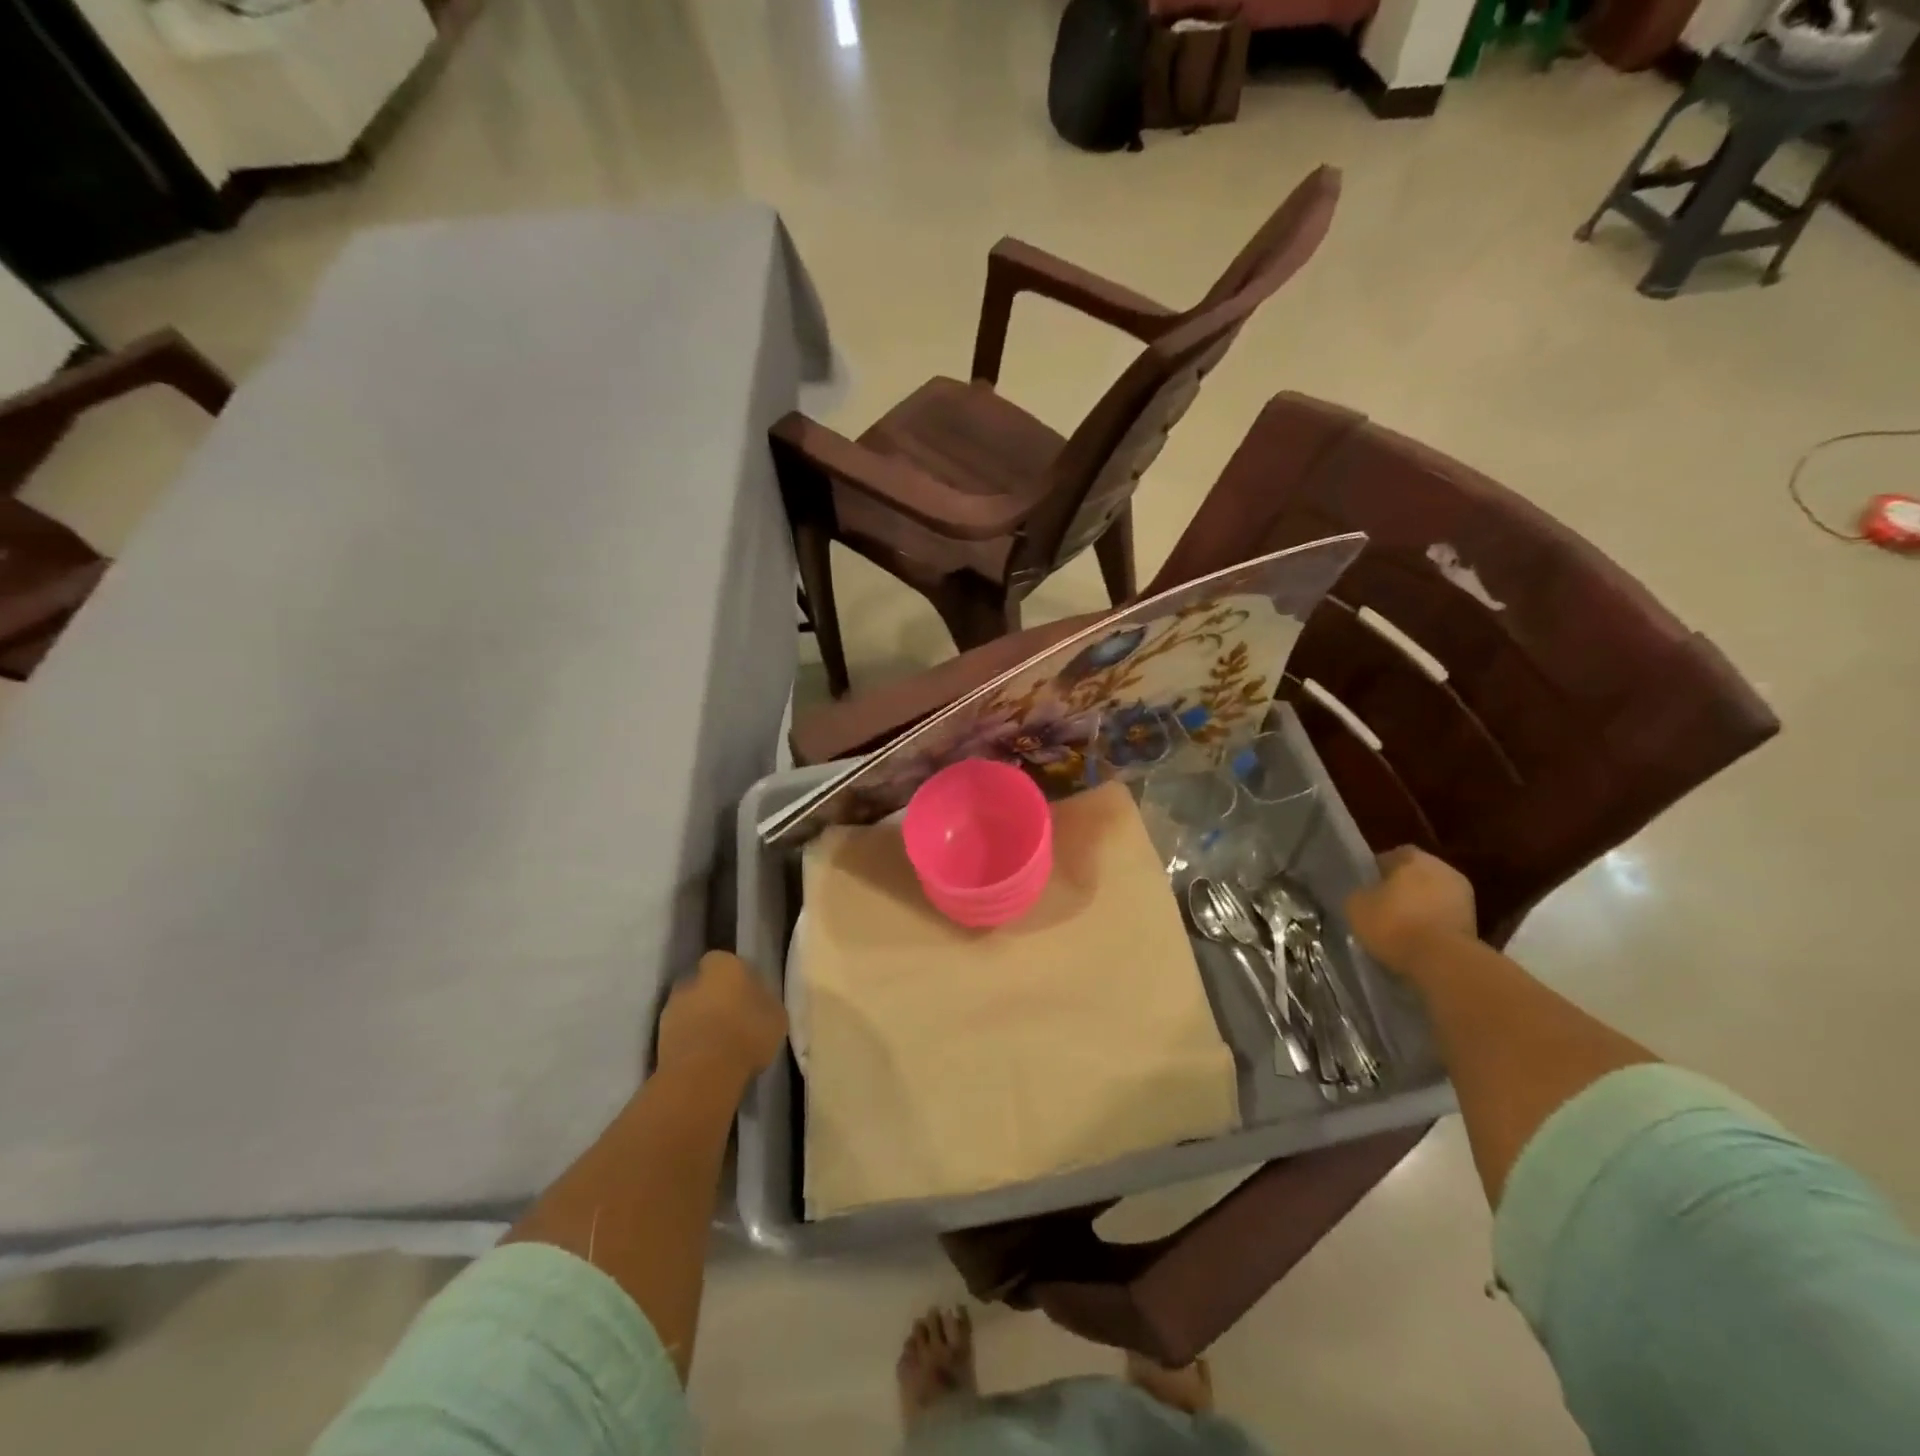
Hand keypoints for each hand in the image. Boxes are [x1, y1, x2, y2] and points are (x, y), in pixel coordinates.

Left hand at [656, 951, 787, 1084]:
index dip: (739, 979)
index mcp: (724, 964)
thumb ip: (765, 1002)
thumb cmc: (747, 1033)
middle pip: (705, 984)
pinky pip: (681, 1034)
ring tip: (720, 1044)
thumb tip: (759, 1001)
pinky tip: (706, 1059)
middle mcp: (693, 978)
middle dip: (716, 998)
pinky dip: (690, 1042)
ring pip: (690, 1009)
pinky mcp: (658, 1038)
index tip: (749, 997)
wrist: (703, 1073)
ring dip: (701, 1021)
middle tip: (734, 1020)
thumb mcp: (776, 1016)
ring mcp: (672, 1007)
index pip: (729, 962)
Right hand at [1346, 848, 1477, 976]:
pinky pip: (1444, 919)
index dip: (1376, 873)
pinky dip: (1432, 927)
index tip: (1366, 891)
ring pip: (1432, 898)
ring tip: (1399, 930)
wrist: (1442, 961)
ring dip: (1419, 909)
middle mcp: (1443, 868)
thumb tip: (1366, 895)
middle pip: (1415, 876)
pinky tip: (1418, 943)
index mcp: (1413, 857)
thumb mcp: (1355, 905)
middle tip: (1381, 909)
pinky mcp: (1475, 924)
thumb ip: (1361, 893)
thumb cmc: (1393, 923)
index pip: (1390, 857)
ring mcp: (1464, 897)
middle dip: (1401, 890)